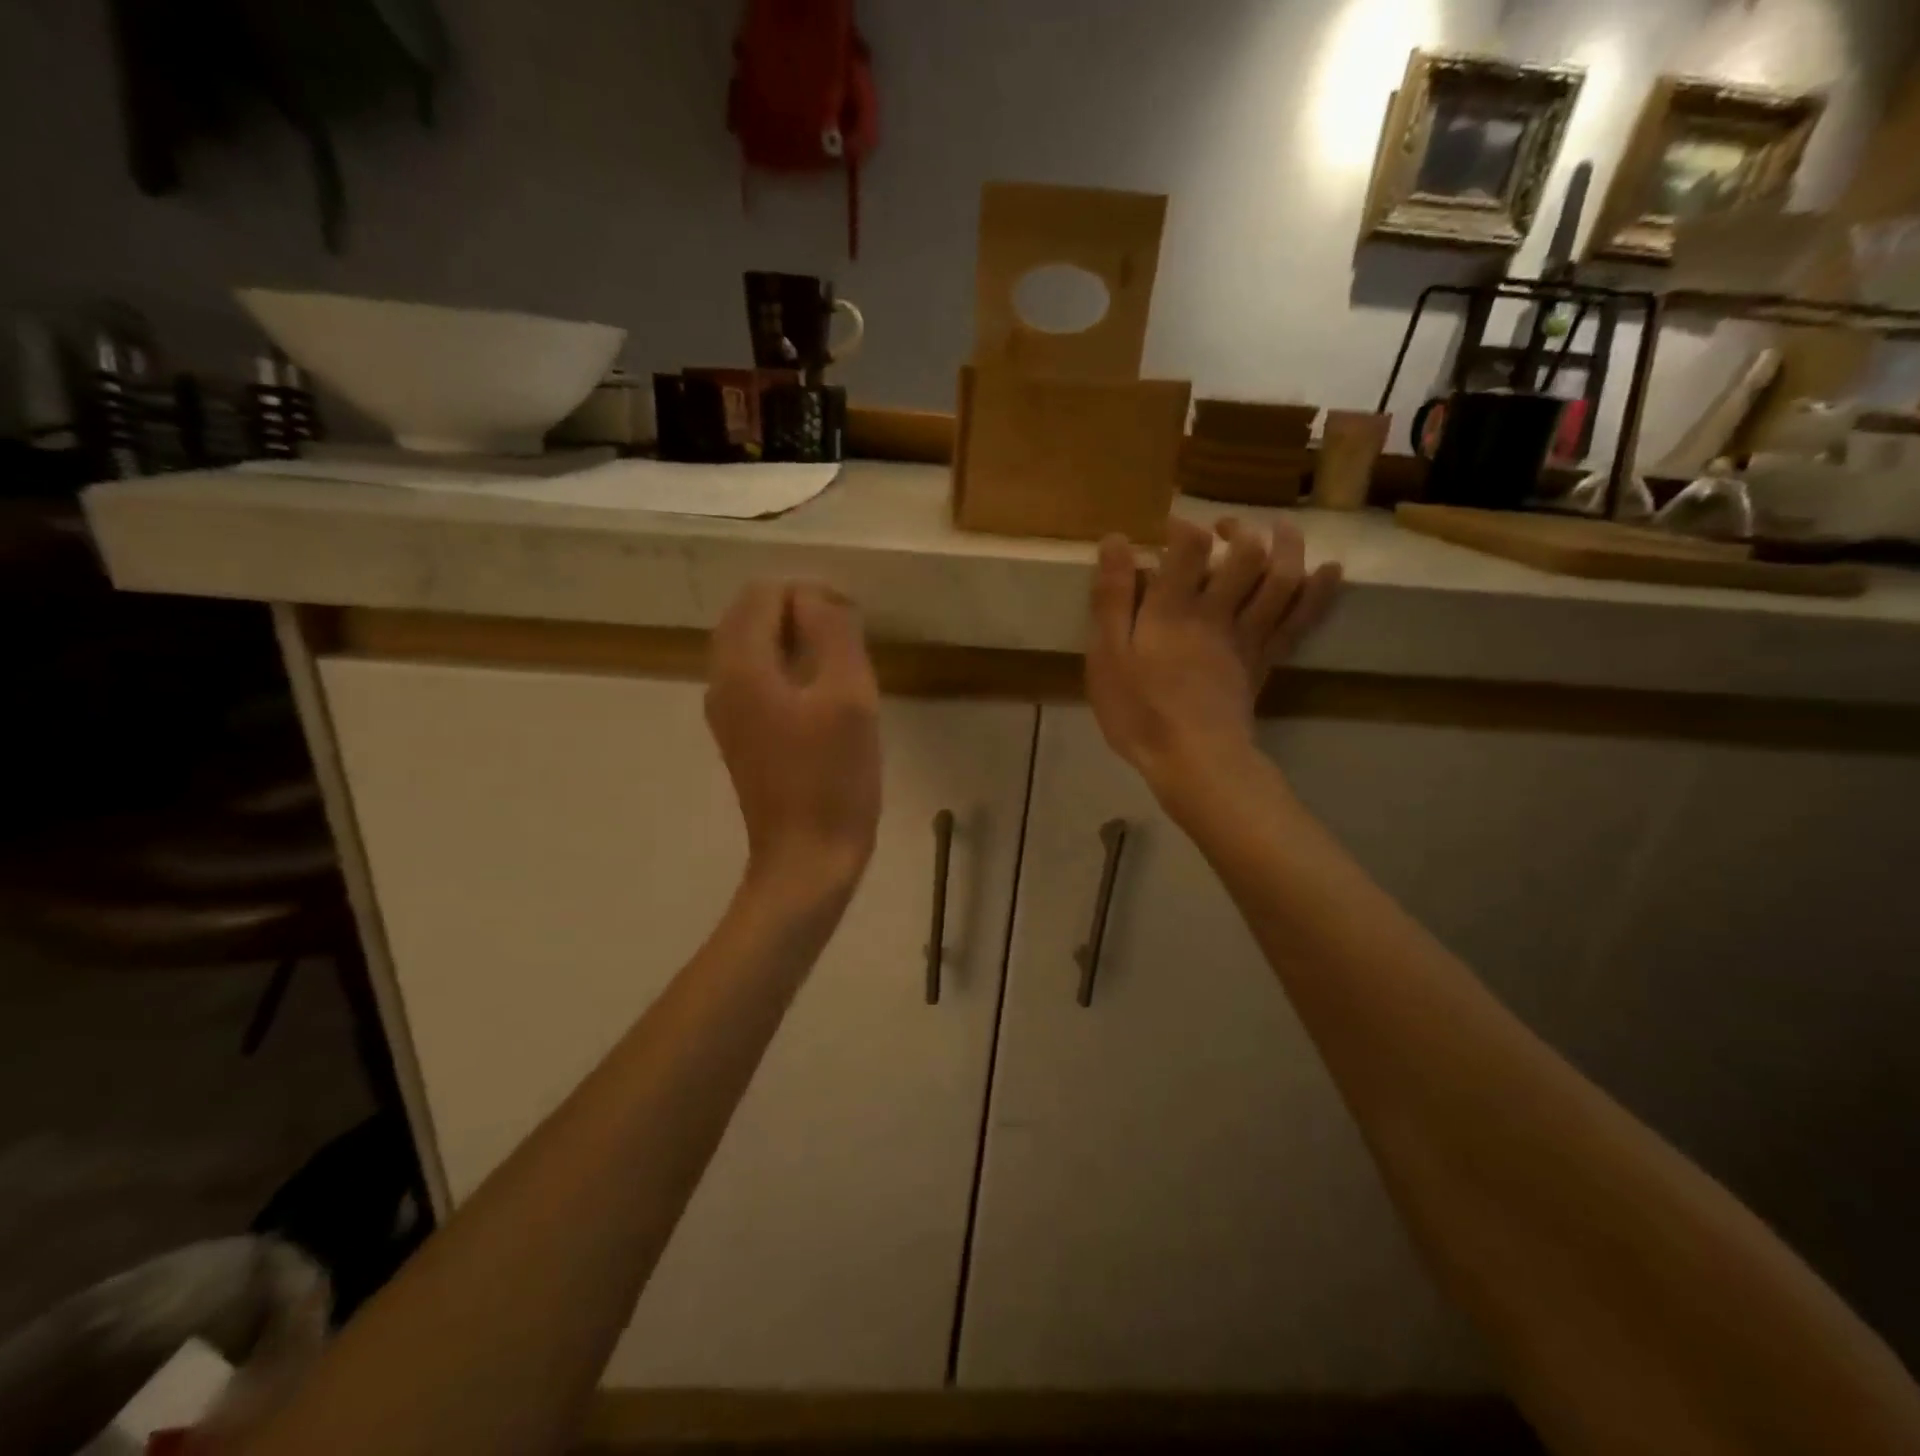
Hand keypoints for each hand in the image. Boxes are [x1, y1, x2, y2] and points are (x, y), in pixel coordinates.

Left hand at [706, 582, 881, 899]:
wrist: (807, 860)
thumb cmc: (833, 779)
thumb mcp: (849, 697)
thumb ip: (832, 633)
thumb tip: (817, 598)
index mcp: (741, 667)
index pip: (764, 594)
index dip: (810, 594)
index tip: (853, 625)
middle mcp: (721, 682)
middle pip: (750, 617)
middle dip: (799, 613)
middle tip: (848, 640)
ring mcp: (727, 713)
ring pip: (753, 648)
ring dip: (794, 641)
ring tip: (841, 664)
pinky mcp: (742, 737)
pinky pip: (757, 680)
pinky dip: (786, 668)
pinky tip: (822, 694)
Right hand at [1086, 516, 1339, 794]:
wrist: (1194, 761)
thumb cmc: (1140, 712)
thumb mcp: (1107, 657)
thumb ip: (1112, 599)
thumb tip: (1114, 541)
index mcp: (1174, 609)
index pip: (1188, 546)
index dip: (1182, 527)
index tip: (1168, 529)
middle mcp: (1218, 613)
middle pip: (1246, 555)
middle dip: (1239, 530)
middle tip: (1223, 527)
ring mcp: (1249, 637)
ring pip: (1281, 579)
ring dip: (1287, 546)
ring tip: (1280, 529)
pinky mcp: (1266, 662)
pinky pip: (1299, 620)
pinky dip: (1318, 591)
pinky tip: (1329, 570)